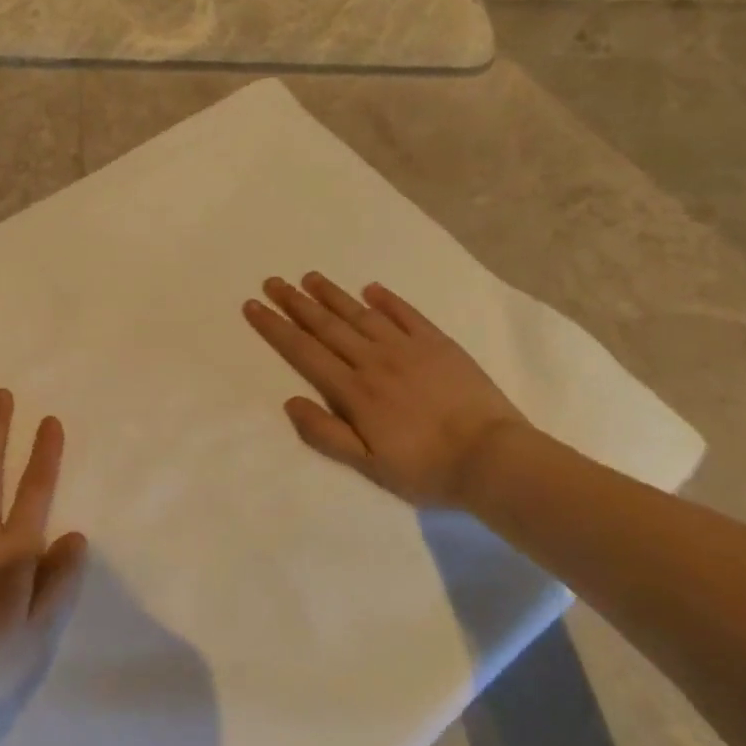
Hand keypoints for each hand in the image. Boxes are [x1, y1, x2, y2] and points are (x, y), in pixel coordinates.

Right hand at [244, 272, 529, 508]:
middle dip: (296, 303)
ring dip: (333, 295)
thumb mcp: (367, 464)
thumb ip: (325, 433)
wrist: (492, 458)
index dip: (275, 327)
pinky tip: (370, 289)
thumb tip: (290, 402)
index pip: (304, 351)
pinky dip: (387, 299)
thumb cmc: (425, 468)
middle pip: (327, 326)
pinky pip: (407, 314)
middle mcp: (374, 361)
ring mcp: (408, 348)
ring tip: (310, 277)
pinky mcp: (439, 344)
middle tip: (273, 281)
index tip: (254, 306)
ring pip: (361, 314)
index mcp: (353, 391)